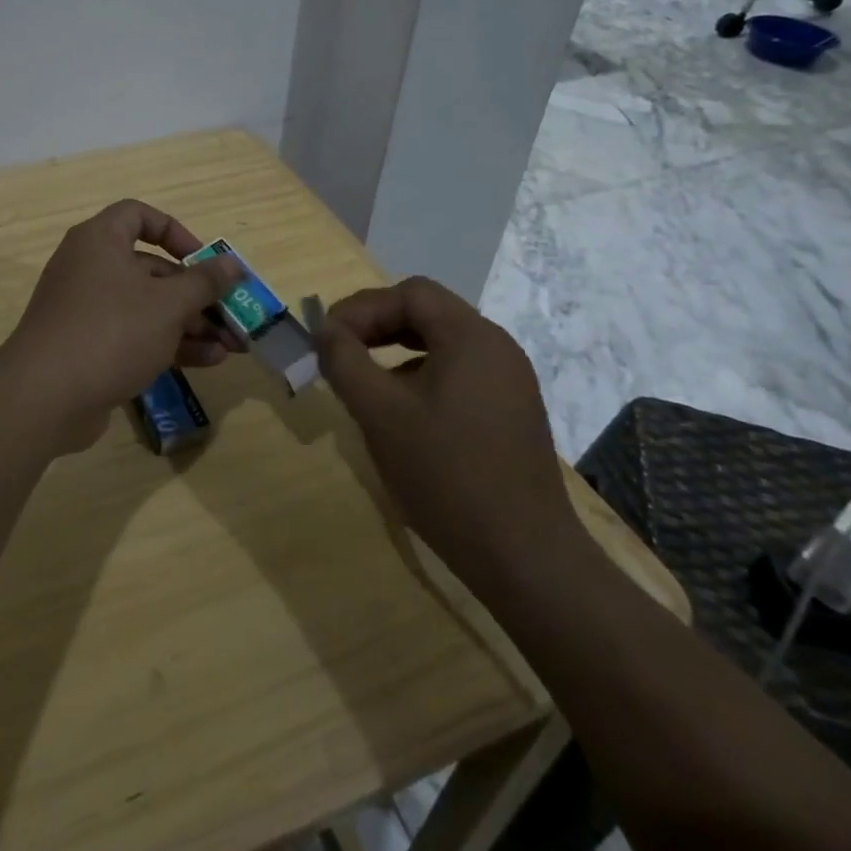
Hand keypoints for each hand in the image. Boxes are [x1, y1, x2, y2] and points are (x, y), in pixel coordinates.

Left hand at [0, 200, 242, 433]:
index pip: (139, 216)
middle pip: (151, 269)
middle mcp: (90, 268)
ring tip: (231, 346)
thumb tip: (232, 264)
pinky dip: (167, 343)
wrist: (44, 398)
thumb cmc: (111, 332)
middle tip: (232, 315)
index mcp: (100, 241)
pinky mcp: (87, 346)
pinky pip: (133, 334)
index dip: (175, 232)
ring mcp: (86, 310)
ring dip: (190, 323)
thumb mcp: (168, 304)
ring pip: (147, 306)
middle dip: (196, 294)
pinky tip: (206, 362)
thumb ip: (204, 282)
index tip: (203, 260)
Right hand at [314, 277, 579, 583]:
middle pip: (427, 312)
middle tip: (340, 352)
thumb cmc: (446, 476)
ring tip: (364, 381)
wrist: (524, 557)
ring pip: (442, 344)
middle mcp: (497, 348)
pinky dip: (421, 375)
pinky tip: (402, 412)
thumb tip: (325, 330)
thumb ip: (345, 362)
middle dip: (377, 325)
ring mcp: (509, 381)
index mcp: (471, 337)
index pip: (410, 293)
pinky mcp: (511, 412)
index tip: (328, 338)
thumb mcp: (380, 414)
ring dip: (396, 350)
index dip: (362, 307)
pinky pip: (458, 372)